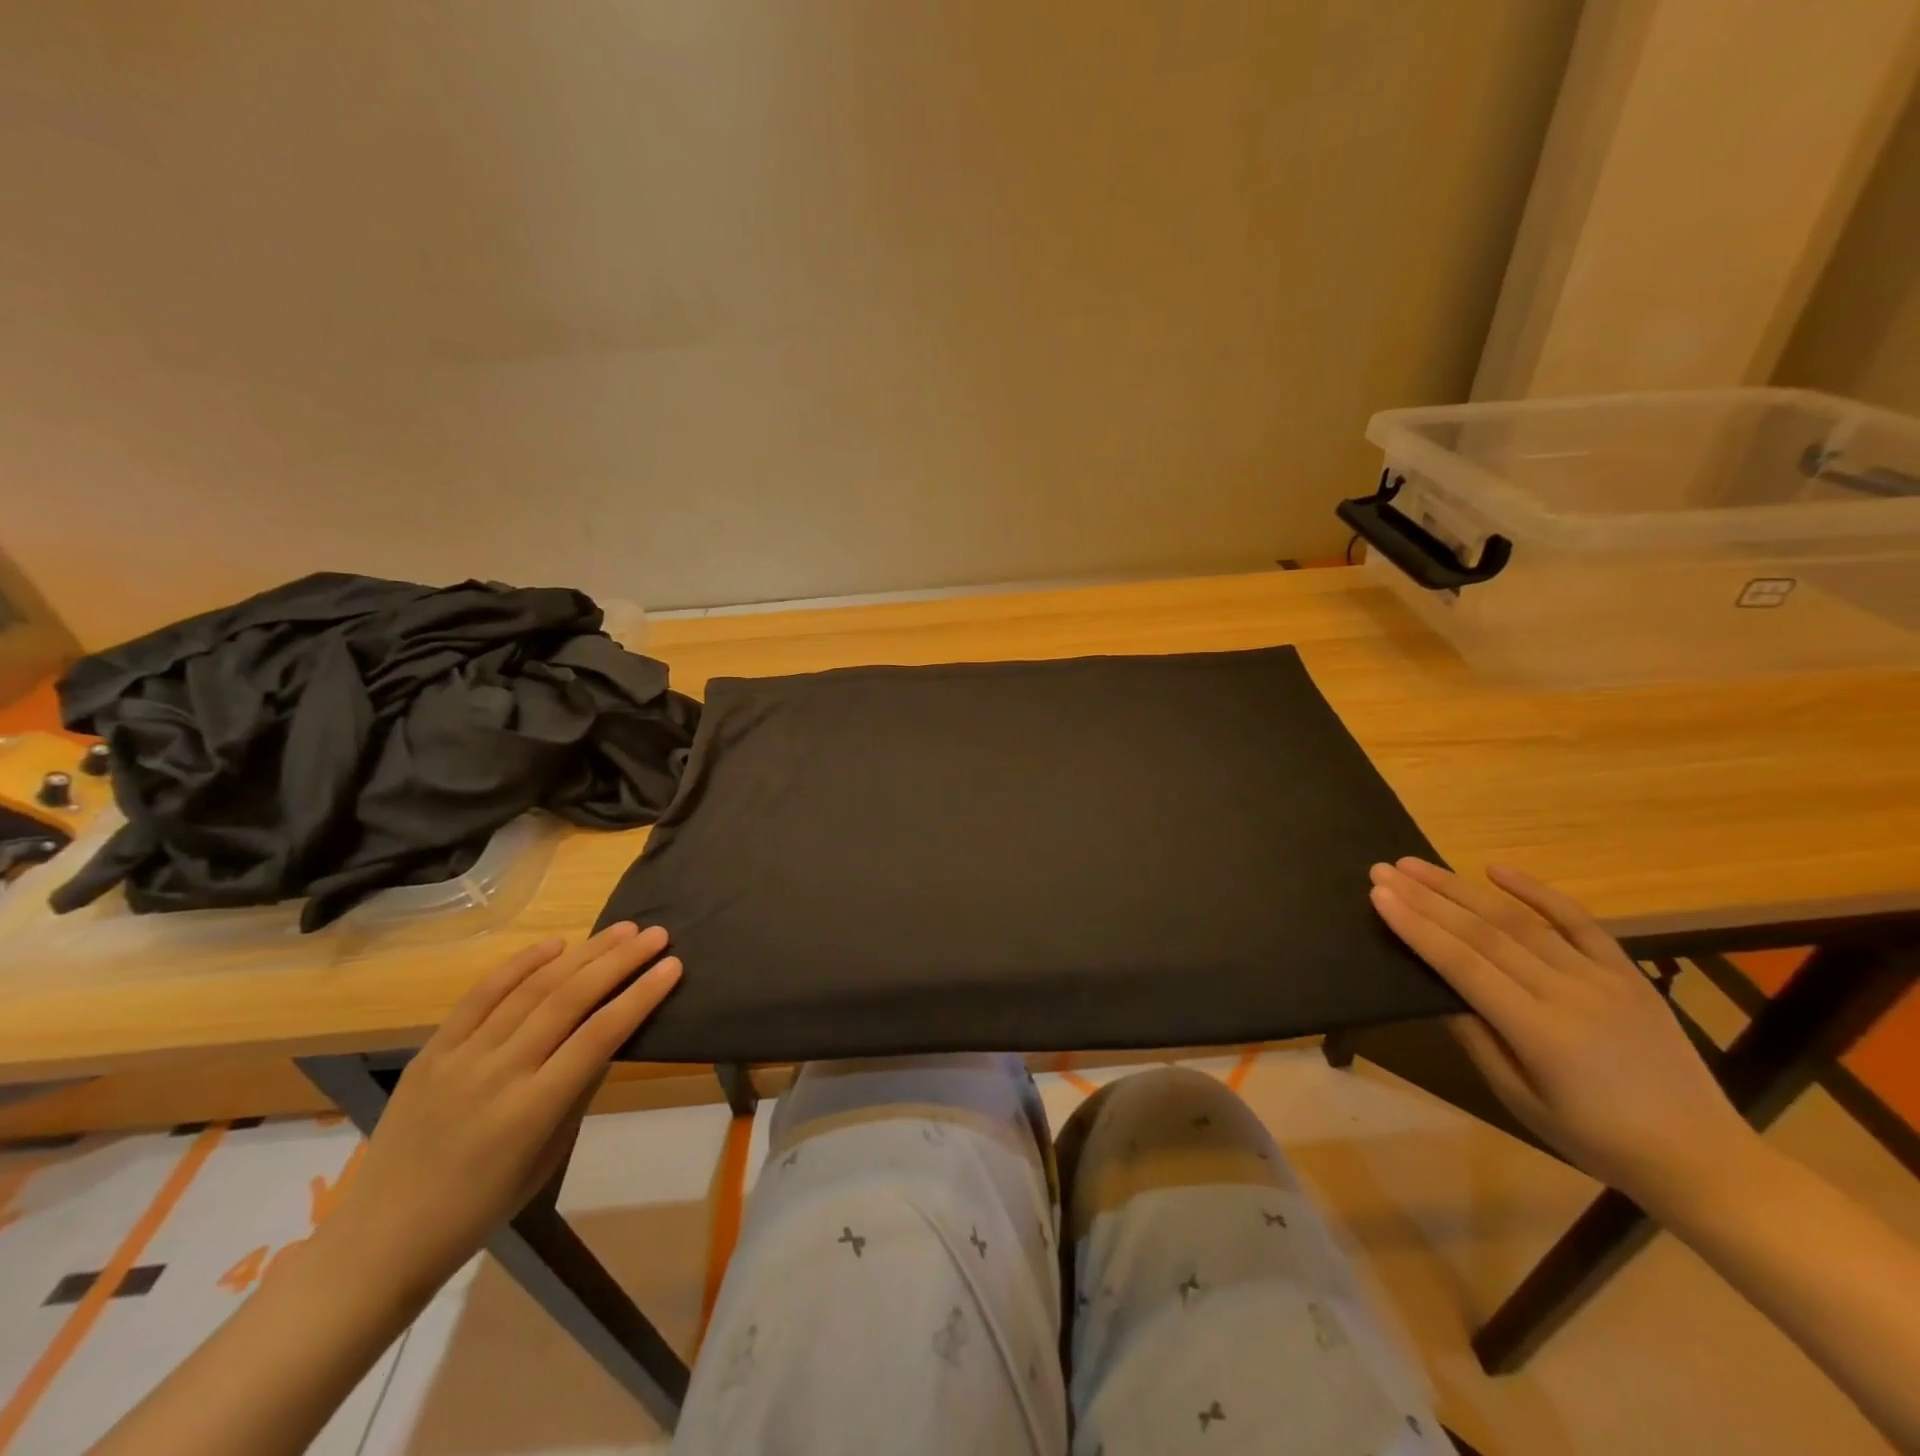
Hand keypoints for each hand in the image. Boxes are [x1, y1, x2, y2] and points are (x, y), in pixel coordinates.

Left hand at [325, 923, 682, 1289]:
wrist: (381, 1239)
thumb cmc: (482, 1208)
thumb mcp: (550, 1156)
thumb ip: (580, 1090)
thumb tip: (609, 1036)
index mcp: (532, 1111)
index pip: (600, 1036)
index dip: (641, 996)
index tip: (673, 966)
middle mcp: (498, 1074)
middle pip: (569, 1000)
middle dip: (619, 962)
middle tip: (656, 935)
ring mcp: (460, 1058)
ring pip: (531, 989)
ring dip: (582, 954)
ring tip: (621, 930)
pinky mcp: (431, 1050)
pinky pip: (481, 996)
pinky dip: (520, 964)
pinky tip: (555, 944)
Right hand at [1368, 858, 1758, 1210]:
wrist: (1703, 1158)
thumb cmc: (1595, 1138)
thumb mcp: (1520, 1100)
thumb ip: (1476, 1039)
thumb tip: (1436, 988)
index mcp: (1539, 1032)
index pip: (1462, 965)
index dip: (1417, 927)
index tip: (1379, 895)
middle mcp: (1568, 994)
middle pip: (1483, 934)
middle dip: (1427, 897)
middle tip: (1384, 869)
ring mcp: (1602, 978)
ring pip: (1519, 921)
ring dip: (1462, 888)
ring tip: (1417, 865)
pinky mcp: (1627, 972)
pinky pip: (1579, 922)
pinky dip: (1537, 891)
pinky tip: (1496, 869)